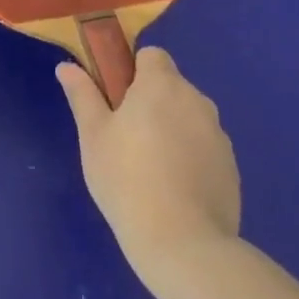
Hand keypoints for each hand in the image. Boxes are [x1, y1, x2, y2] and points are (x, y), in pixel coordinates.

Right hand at [57, 46, 240, 298]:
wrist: (183, 243)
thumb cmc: (126, 179)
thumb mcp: (93, 136)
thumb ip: (83, 95)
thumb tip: (67, 67)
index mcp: (162, 85)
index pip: (152, 56)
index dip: (132, 71)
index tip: (115, 99)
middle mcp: (197, 101)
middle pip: (171, 87)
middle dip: (151, 103)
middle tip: (124, 138)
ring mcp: (219, 136)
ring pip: (188, 118)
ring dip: (171, 130)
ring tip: (149, 170)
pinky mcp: (231, 168)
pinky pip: (204, 148)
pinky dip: (189, 158)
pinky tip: (172, 191)